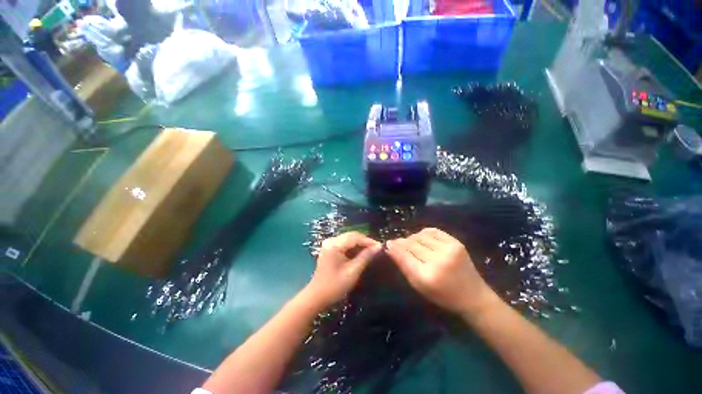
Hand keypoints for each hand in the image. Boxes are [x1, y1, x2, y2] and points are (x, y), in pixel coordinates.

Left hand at [304, 232, 380, 309]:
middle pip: (351, 236)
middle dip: (365, 241)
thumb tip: (378, 247)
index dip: (368, 241)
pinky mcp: (330, 248)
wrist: (317, 296)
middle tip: (377, 248)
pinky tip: (361, 253)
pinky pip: (344, 244)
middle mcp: (331, 240)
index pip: (355, 237)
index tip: (380, 246)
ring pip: (349, 239)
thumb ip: (365, 257)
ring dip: (360, 244)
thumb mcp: (353, 271)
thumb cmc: (335, 286)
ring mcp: (329, 244)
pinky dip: (354, 247)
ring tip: (371, 251)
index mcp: (335, 244)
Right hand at [386, 228, 499, 315]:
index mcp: (427, 276)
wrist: (473, 296)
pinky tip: (423, 238)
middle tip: (398, 244)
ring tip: (412, 244)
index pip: (404, 256)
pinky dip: (424, 233)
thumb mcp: (419, 286)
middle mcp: (438, 261)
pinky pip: (433, 231)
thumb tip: (390, 247)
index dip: (394, 247)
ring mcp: (449, 250)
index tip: (387, 243)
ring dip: (413, 238)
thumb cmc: (442, 295)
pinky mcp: (456, 243)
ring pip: (420, 236)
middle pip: (411, 244)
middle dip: (402, 243)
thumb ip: (403, 265)